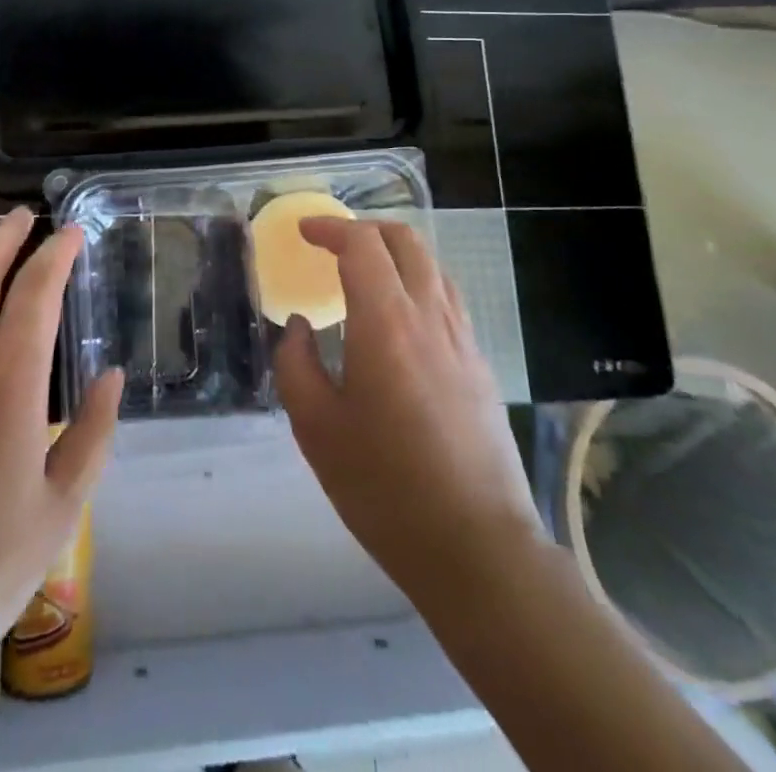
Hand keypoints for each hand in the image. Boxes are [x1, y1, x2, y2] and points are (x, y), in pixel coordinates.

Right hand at [273, 217, 540, 600]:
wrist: (476, 547)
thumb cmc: (385, 486)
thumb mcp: (316, 428)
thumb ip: (295, 364)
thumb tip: (298, 327)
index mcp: (386, 322)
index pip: (362, 245)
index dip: (330, 228)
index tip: (304, 232)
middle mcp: (429, 316)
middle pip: (405, 241)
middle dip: (365, 229)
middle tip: (332, 244)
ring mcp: (462, 339)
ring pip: (432, 266)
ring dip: (395, 253)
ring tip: (364, 274)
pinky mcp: (479, 364)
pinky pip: (447, 298)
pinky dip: (417, 283)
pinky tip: (399, 317)